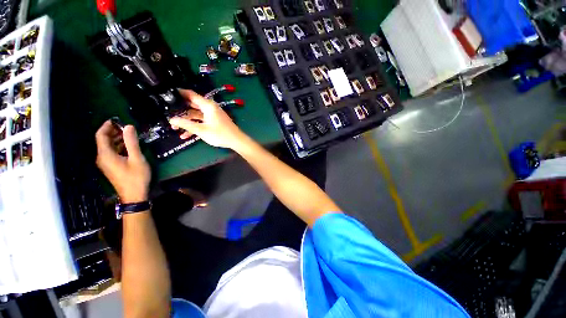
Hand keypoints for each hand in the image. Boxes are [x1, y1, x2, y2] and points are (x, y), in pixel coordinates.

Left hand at [95, 120, 150, 202]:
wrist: (134, 195)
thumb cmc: (136, 176)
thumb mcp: (136, 158)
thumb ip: (131, 142)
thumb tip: (129, 126)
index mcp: (106, 154)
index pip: (101, 135)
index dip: (107, 126)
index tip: (117, 120)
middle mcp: (102, 158)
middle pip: (103, 141)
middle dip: (113, 132)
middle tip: (126, 127)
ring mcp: (105, 163)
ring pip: (107, 147)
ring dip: (116, 139)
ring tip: (129, 135)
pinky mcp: (110, 167)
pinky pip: (111, 153)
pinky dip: (118, 147)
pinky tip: (128, 147)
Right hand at [169, 89, 246, 148]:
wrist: (236, 141)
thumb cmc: (220, 134)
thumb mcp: (201, 130)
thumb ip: (186, 124)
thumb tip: (171, 120)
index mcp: (208, 105)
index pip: (191, 95)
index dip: (179, 93)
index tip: (166, 94)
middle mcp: (210, 108)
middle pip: (192, 105)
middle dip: (180, 110)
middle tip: (167, 113)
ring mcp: (213, 115)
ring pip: (196, 115)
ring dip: (187, 121)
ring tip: (174, 128)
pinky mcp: (214, 121)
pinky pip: (202, 121)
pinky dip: (195, 126)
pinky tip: (185, 135)